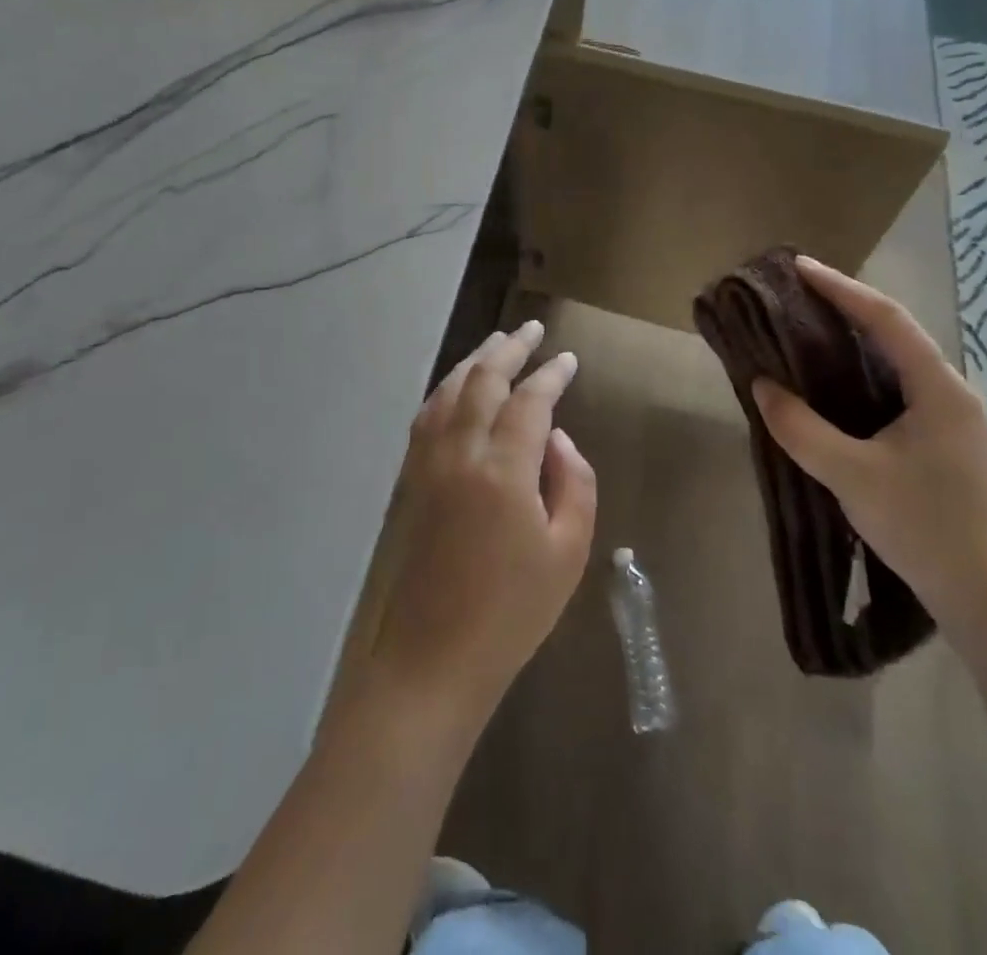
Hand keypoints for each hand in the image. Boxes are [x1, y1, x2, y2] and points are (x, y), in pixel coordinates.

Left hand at [362, 321, 596, 734]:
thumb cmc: (514, 611)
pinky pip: (429, 415)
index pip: (529, 401)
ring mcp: (428, 464)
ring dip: (475, 361)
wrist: (435, 657)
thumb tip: (559, 438)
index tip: (568, 359)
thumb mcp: (569, 551)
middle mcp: (460, 453)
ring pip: (450, 391)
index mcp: (503, 470)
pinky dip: (448, 389)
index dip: (551, 374)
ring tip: (498, 344)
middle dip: (509, 348)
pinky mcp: (413, 480)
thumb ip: (574, 483)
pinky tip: (459, 387)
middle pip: (482, 380)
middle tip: (532, 329)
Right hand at [751, 257, 986, 642]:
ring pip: (897, 362)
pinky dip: (862, 374)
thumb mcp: (851, 476)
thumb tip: (762, 386)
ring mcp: (953, 418)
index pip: (886, 319)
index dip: (841, 288)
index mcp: (939, 389)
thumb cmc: (924, 527)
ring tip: (807, 329)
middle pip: (895, 333)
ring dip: (854, 341)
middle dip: (846, 307)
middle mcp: (952, 392)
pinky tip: (834, 384)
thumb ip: (801, 428)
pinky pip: (898, 389)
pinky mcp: (944, 442)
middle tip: (797, 295)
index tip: (799, 267)